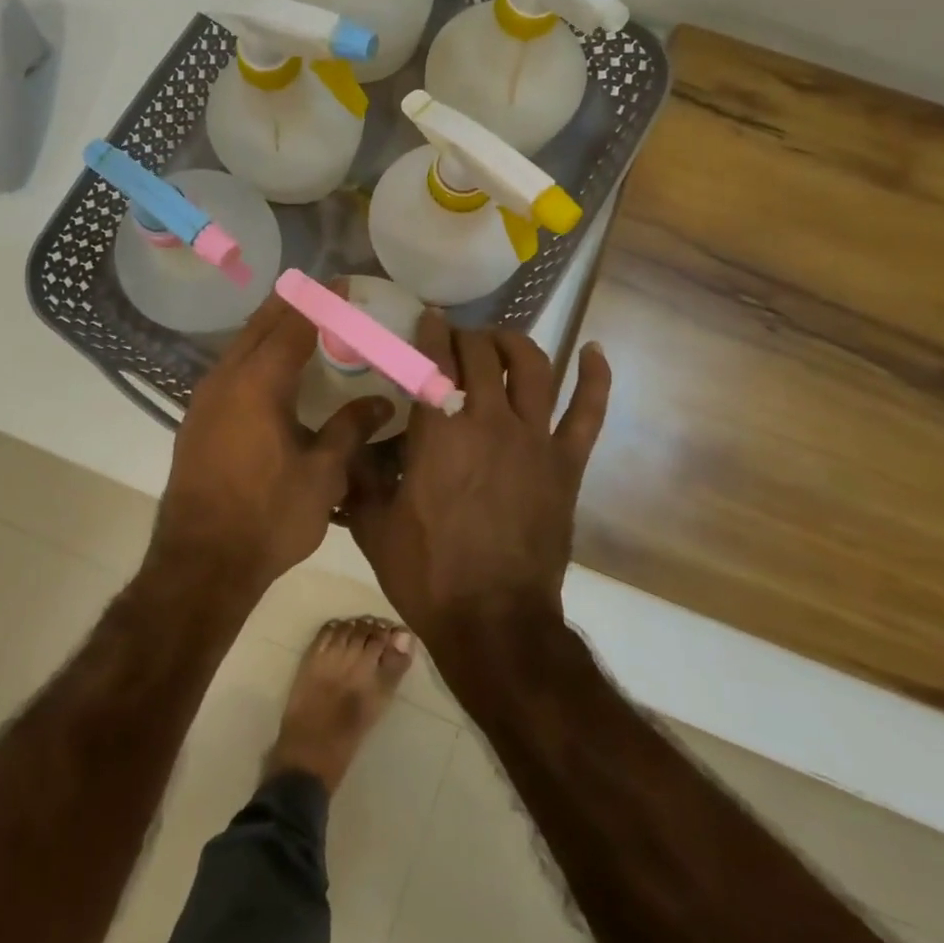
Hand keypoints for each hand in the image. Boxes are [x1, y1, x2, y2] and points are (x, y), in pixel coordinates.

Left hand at [154, 294, 390, 600]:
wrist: (200, 563)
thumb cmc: (268, 517)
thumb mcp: (322, 475)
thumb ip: (350, 429)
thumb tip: (381, 402)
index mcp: (258, 383)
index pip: (294, 325)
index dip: (320, 301)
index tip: (343, 284)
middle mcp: (226, 379)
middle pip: (260, 326)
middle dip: (292, 304)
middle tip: (324, 293)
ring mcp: (205, 399)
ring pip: (241, 347)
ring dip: (270, 330)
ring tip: (302, 325)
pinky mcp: (197, 420)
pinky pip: (230, 370)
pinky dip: (255, 356)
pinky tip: (272, 373)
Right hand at [348, 315, 610, 647]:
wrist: (493, 623)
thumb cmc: (428, 575)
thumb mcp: (374, 525)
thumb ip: (360, 476)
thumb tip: (349, 445)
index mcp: (438, 432)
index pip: (433, 361)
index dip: (430, 332)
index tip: (427, 319)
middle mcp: (489, 422)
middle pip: (482, 355)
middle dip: (465, 338)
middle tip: (455, 340)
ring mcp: (534, 440)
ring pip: (532, 368)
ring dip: (514, 344)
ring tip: (501, 340)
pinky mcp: (566, 463)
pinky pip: (587, 411)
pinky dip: (594, 377)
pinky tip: (593, 351)